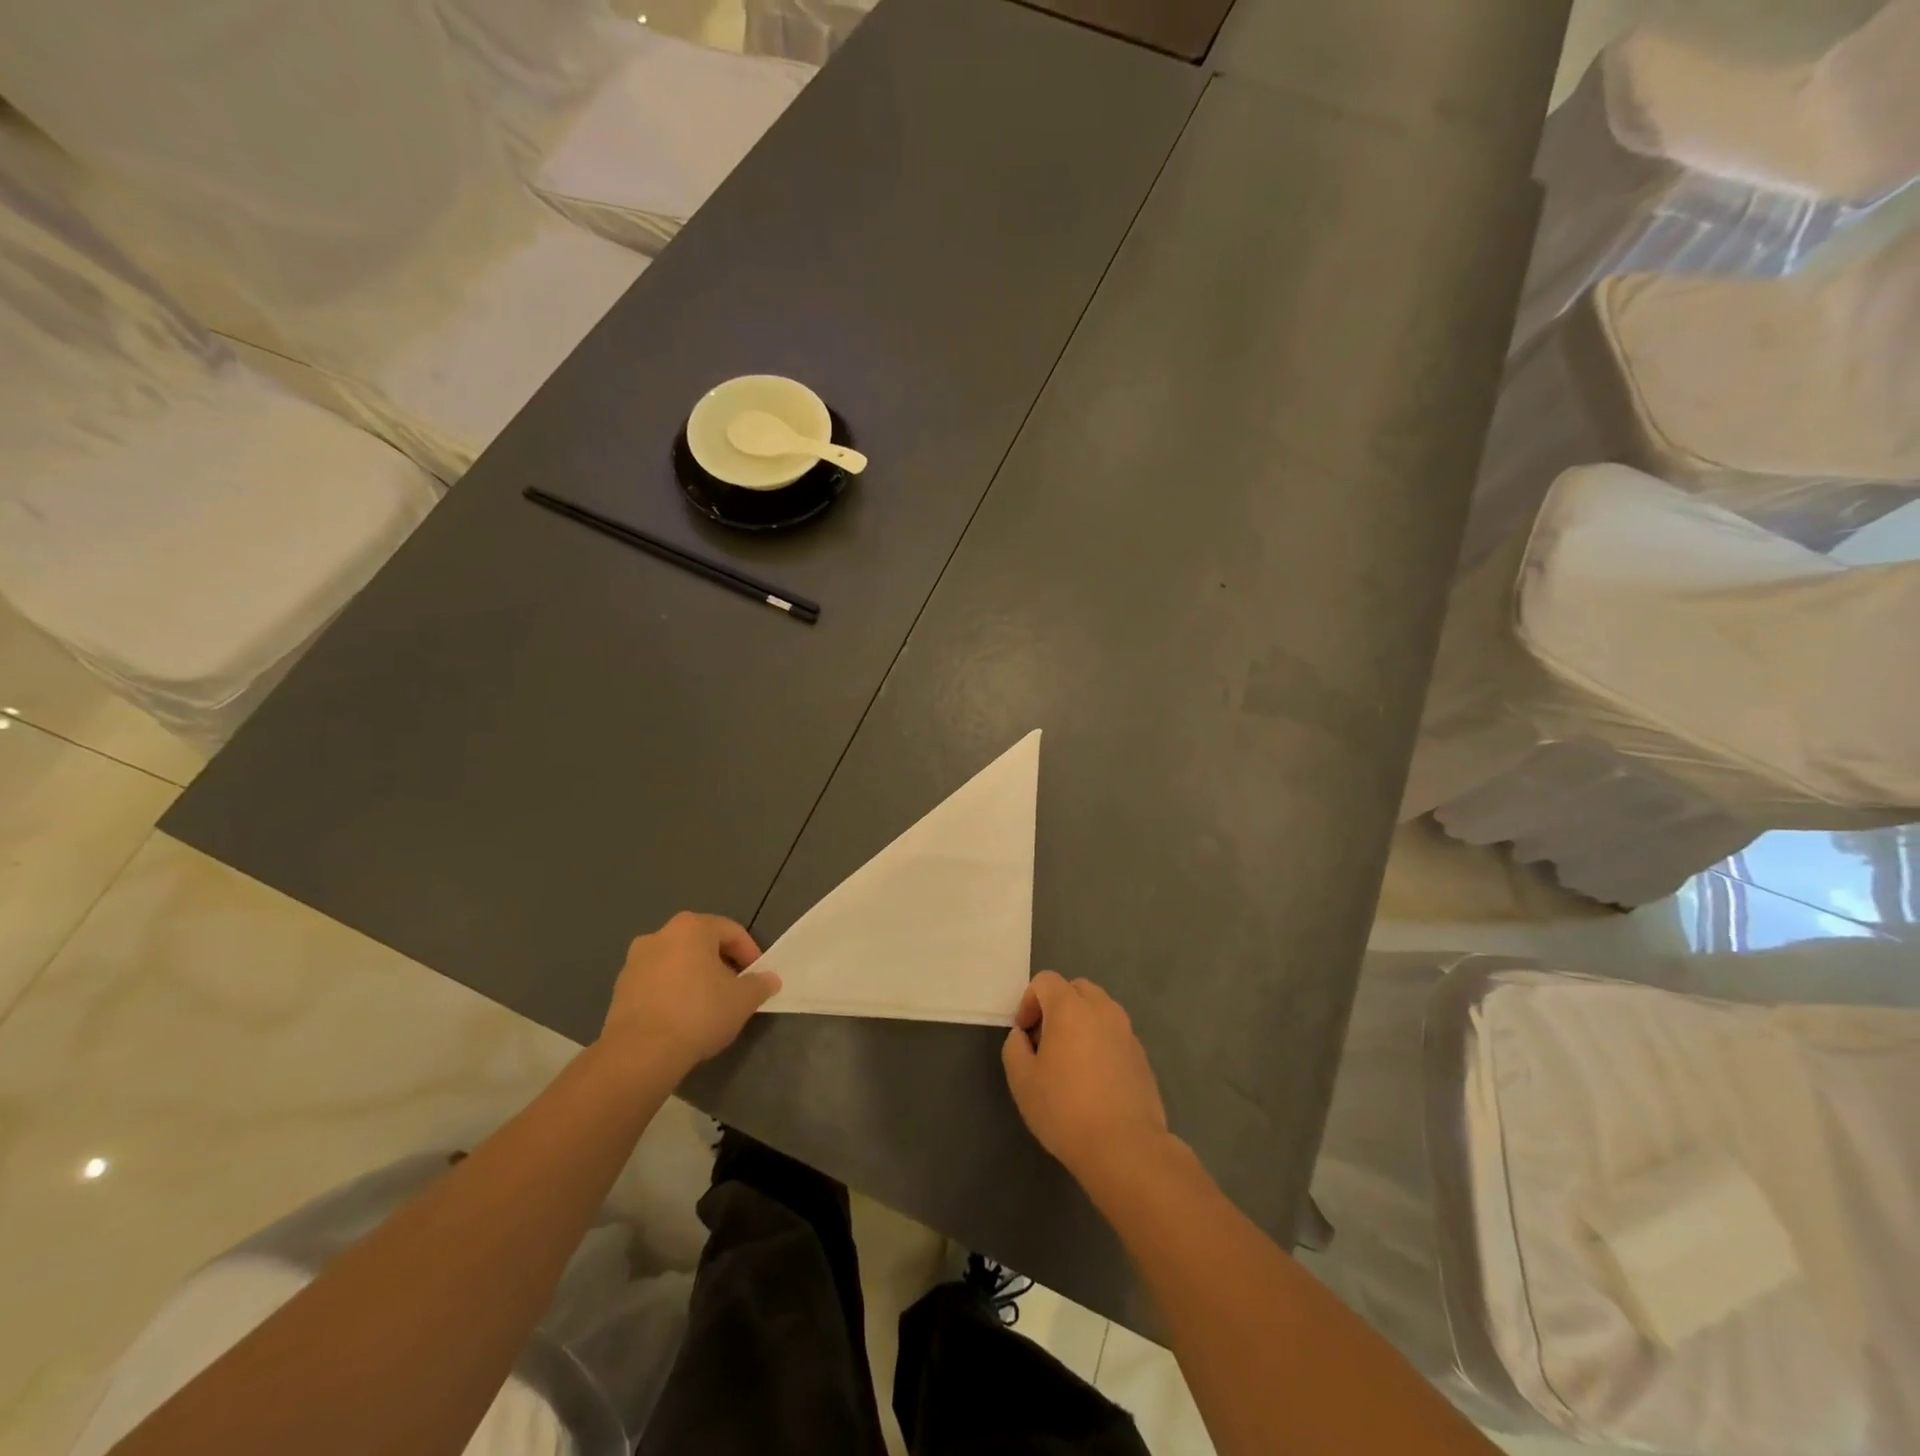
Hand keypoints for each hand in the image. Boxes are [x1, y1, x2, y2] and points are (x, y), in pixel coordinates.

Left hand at [600, 912, 779, 1072]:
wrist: (640, 1053)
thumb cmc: (699, 1013)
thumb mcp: (743, 999)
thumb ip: (760, 984)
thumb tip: (769, 980)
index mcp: (691, 927)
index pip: (731, 931)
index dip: (750, 953)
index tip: (758, 978)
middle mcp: (660, 935)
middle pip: (701, 944)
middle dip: (721, 964)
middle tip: (735, 989)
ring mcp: (635, 962)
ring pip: (676, 963)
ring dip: (694, 978)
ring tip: (708, 1006)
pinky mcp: (619, 990)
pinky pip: (656, 983)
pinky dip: (672, 993)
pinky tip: (682, 1018)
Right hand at [1002, 971, 1169, 1184]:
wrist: (1125, 1147)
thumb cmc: (1065, 1110)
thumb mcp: (1022, 1081)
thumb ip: (1014, 1048)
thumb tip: (1022, 1036)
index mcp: (1070, 1008)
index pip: (1046, 980)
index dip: (1028, 1001)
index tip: (1024, 1034)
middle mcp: (1102, 1010)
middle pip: (1076, 989)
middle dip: (1056, 1005)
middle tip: (1045, 1041)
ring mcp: (1126, 1032)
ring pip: (1099, 1009)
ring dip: (1081, 1022)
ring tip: (1070, 1060)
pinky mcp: (1142, 1056)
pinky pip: (1115, 1034)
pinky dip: (1100, 1042)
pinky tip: (1094, 1079)